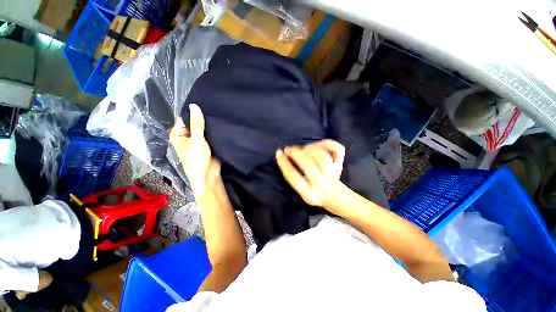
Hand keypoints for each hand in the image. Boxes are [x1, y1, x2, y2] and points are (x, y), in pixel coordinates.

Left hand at [170, 104, 219, 194]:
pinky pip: (209, 134)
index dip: (193, 111)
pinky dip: (214, 130)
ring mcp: (197, 140)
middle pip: (194, 122)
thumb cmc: (197, 159)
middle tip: (214, 108)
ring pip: (203, 128)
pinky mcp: (207, 144)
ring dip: (209, 125)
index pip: (184, 117)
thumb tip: (194, 105)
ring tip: (218, 115)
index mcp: (178, 134)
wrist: (208, 175)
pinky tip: (220, 124)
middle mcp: (186, 136)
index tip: (205, 103)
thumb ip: (196, 123)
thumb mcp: (196, 140)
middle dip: (203, 118)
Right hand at [276, 139, 344, 207]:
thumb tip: (286, 155)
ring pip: (322, 156)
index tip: (279, 153)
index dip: (284, 163)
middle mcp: (322, 185)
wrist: (336, 197)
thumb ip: (294, 177)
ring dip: (310, 148)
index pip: (294, 177)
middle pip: (308, 165)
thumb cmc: (314, 192)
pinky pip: (337, 149)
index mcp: (310, 194)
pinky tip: (319, 144)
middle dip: (296, 153)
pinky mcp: (340, 165)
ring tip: (303, 148)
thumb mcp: (301, 191)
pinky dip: (328, 143)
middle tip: (289, 149)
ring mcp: (334, 174)